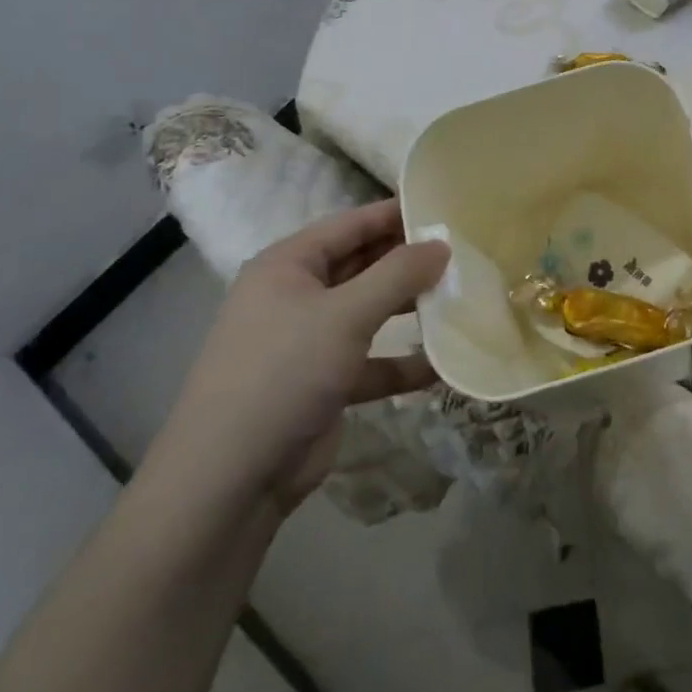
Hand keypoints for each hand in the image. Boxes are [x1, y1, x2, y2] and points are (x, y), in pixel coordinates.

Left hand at [140, 200, 447, 521]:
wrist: (228, 482)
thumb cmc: (284, 373)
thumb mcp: (346, 314)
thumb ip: (398, 274)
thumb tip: (442, 244)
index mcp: (287, 266)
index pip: (351, 225)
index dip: (396, 214)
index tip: (445, 209)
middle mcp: (296, 296)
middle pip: (362, 265)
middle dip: (408, 262)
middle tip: (463, 254)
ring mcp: (308, 342)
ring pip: (369, 312)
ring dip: (409, 309)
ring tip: (461, 299)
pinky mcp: (323, 384)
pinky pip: (371, 361)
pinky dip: (402, 362)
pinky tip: (443, 364)